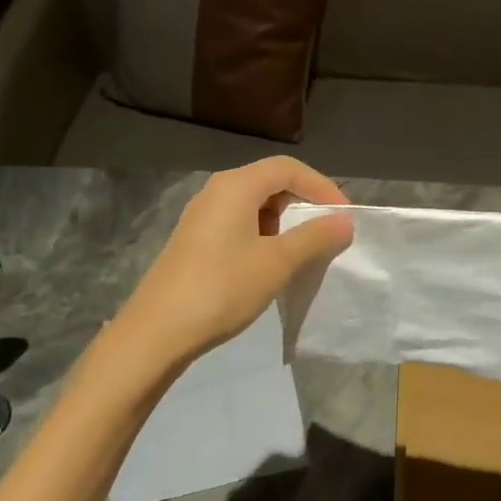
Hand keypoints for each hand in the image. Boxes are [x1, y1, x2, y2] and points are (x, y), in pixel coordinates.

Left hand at [110, 158, 354, 377]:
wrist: (157, 331)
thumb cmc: (222, 288)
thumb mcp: (277, 262)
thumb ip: (315, 237)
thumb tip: (344, 221)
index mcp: (237, 185)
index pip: (289, 168)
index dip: (321, 186)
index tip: (343, 216)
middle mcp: (217, 190)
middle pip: (271, 181)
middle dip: (303, 203)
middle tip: (327, 232)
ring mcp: (203, 215)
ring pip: (255, 204)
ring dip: (284, 222)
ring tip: (303, 251)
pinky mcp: (195, 239)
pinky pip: (239, 223)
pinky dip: (263, 234)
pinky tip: (270, 264)